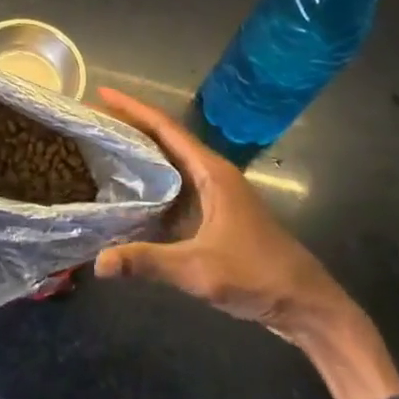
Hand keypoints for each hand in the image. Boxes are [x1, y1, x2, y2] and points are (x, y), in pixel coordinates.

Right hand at [92, 88, 398, 398]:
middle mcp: (212, 175)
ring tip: (102, 147)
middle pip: (165, 139)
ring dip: (139, 152)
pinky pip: (174, 186)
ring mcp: (215, 195)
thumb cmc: (257, 276)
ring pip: (170, 163)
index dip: (132, 109)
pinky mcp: (214, 215)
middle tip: (92, 121)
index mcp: (212, 173)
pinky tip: (128, 193)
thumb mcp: (199, 270)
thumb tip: (99, 262)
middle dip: (130, 126)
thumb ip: (148, 262)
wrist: (306, 305)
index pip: (165, 129)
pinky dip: (149, 181)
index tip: (101, 94)